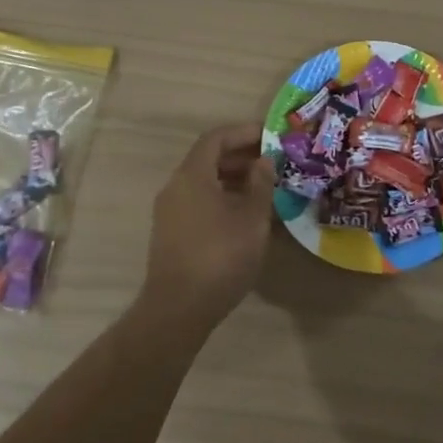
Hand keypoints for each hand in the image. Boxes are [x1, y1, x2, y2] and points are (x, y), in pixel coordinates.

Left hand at [141, 123, 277, 333]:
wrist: (178, 309)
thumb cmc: (220, 256)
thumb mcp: (251, 218)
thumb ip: (260, 184)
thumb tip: (263, 161)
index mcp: (192, 175)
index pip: (216, 138)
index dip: (243, 133)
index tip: (270, 137)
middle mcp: (176, 186)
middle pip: (208, 159)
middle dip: (241, 157)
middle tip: (273, 163)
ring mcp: (170, 211)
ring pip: (204, 182)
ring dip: (233, 180)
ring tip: (265, 189)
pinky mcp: (171, 233)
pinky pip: (199, 202)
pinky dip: (222, 199)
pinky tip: (245, 216)